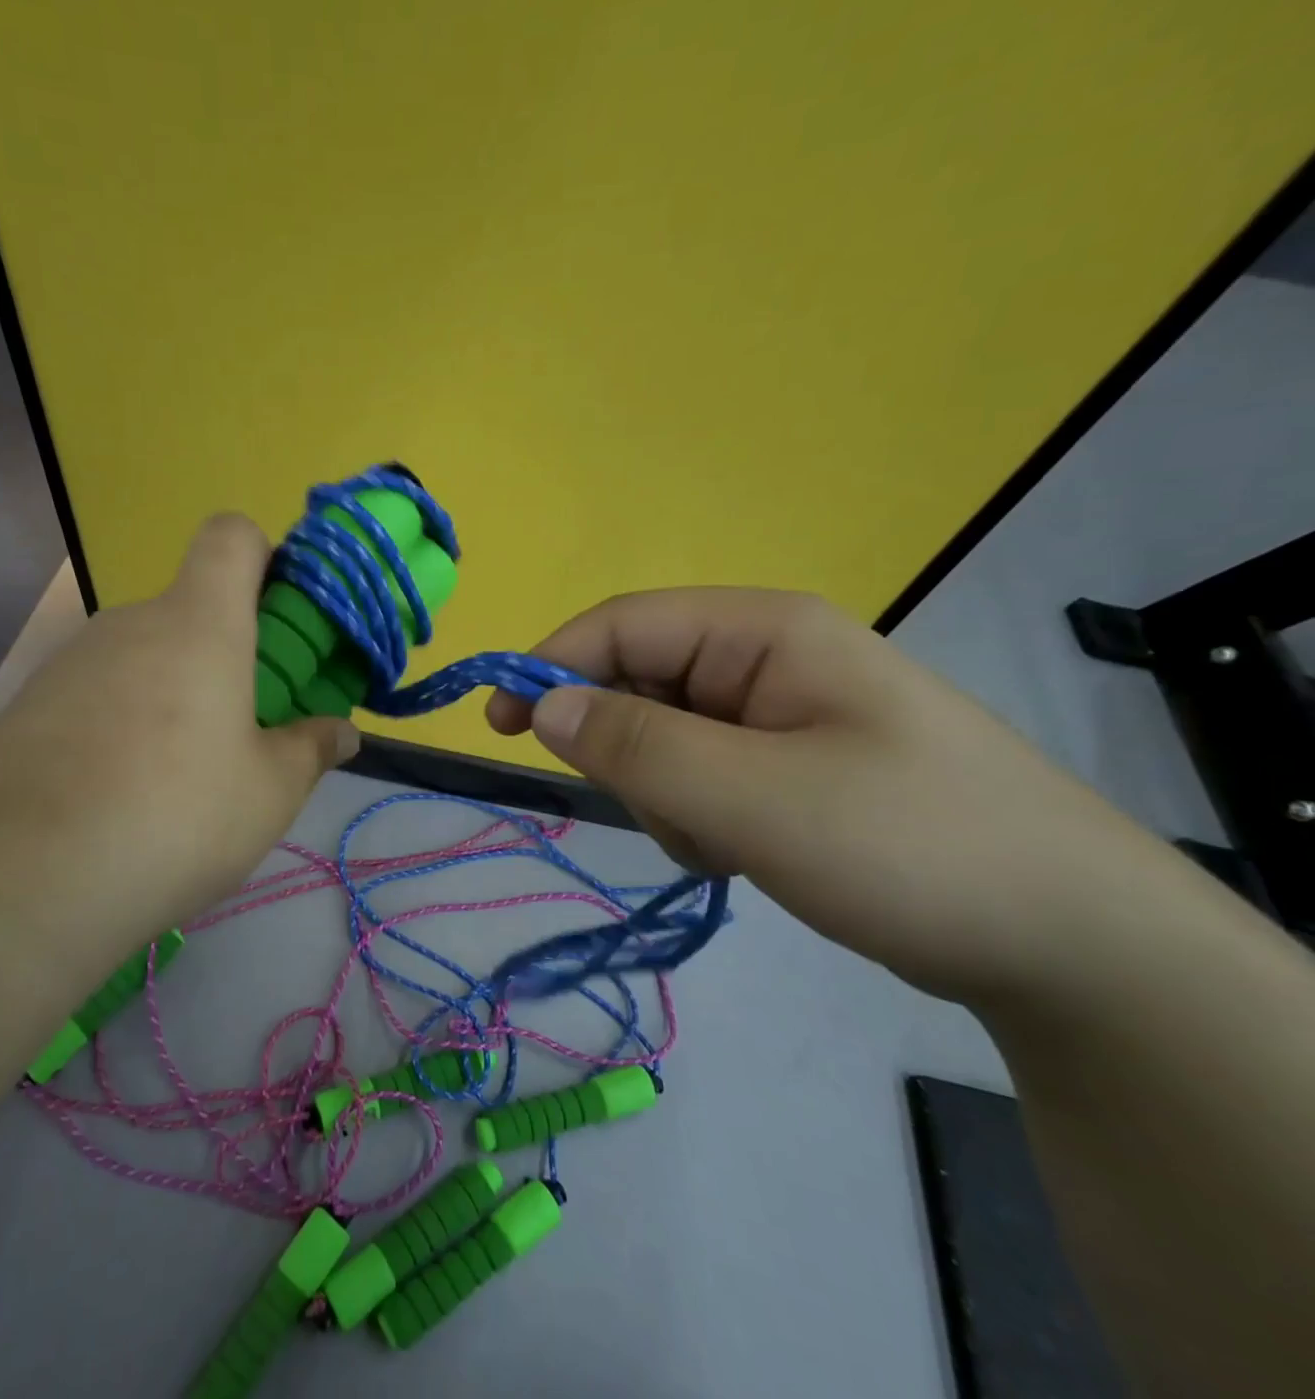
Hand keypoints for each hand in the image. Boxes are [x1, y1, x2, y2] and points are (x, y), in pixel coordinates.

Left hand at [0, 515, 357, 960]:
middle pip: (189, 609)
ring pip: (143, 656)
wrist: (21, 879)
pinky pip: (97, 692)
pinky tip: (119, 793)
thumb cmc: (176, 817)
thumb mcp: (269, 793)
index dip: (263, 557)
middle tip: (242, 730)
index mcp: (199, 623)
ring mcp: (71, 661)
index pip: (231, 536)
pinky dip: (121, 722)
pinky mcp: (28, 704)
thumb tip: (342, 731)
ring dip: (173, 693)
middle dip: (225, 654)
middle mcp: (131, 623)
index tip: (281, 619)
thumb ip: (312, 748)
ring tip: (177, 778)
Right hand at [486, 588, 1185, 1002]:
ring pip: (663, 738)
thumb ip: (638, 746)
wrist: (1073, 948)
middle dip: (627, 751)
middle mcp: (766, 659)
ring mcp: (779, 716)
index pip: (623, 624)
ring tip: (724, 842)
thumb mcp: (754, 798)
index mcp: (763, 631)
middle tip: (658, 812)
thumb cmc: (912, 847)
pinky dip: (697, 817)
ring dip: (665, 794)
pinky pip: (699, 776)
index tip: (499, 723)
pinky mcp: (788, 768)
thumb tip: (540, 705)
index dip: (552, 664)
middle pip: (640, 682)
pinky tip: (743, 852)